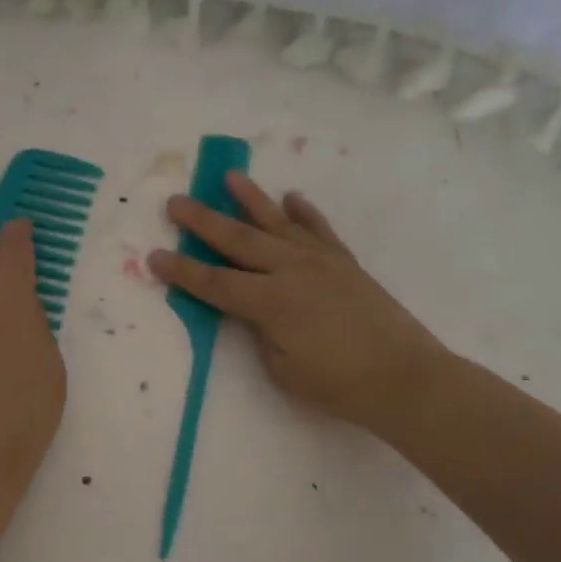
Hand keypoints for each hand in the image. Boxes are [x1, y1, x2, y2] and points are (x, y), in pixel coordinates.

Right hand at [148, 173, 449, 436]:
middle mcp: (292, 270)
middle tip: (175, 202)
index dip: (182, 271)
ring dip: (251, 199)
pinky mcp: (345, 262)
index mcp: (271, 302)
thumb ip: (260, 332)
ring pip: (278, 223)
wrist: (405, 377)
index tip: (154, 255)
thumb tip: (254, 310)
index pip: (215, 283)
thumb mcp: (282, 369)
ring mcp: (321, 261)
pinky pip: (320, 229)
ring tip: (229, 176)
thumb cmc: (338, 385)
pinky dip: (304, 212)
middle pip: (239, 240)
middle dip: (203, 221)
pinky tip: (291, 198)